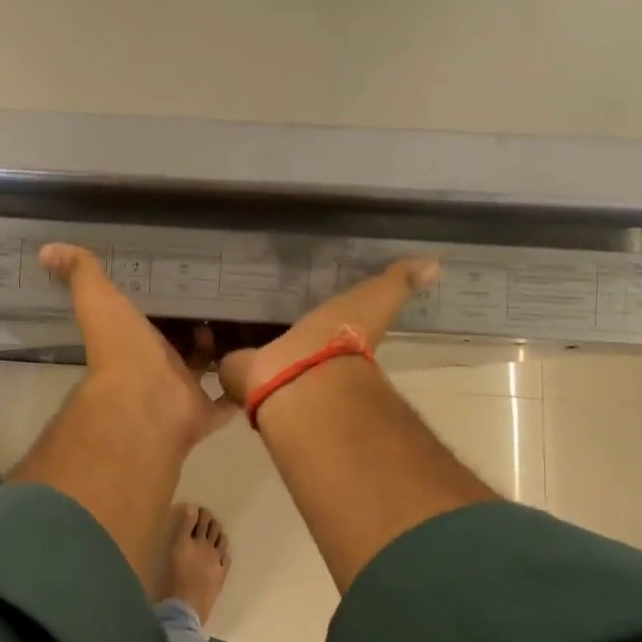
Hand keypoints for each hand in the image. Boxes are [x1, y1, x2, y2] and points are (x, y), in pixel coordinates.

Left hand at [40, 243, 236, 450]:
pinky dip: (242, 390)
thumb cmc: (121, 348)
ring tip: (248, 328)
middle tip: (224, 304)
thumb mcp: (98, 299)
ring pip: (204, 373)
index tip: (184, 284)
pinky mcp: (203, 414)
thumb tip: (46, 250)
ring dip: (220, 356)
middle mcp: (155, 368)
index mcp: (132, 342)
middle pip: (177, 348)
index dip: (161, 306)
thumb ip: (80, 273)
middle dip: (195, 330)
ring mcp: (180, 393)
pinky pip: (227, 403)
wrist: (144, 402)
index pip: (147, 321)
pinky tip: (263, 368)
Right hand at [218, 257, 438, 409]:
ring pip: (254, 346)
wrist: (302, 378)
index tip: (298, 295)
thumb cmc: (340, 338)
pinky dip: (218, 343)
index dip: (316, 315)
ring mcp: (267, 368)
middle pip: (286, 335)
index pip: (325, 322)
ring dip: (244, 335)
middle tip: (253, 299)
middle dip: (273, 324)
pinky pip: (226, 355)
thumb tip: (435, 263)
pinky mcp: (237, 373)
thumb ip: (398, 283)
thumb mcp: (376, 300)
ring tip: (223, 307)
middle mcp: (301, 356)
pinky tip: (206, 323)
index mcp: (333, 338)